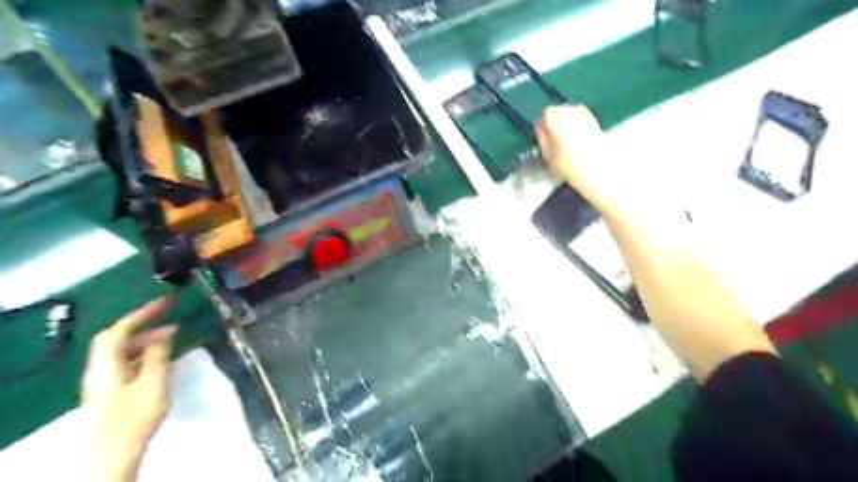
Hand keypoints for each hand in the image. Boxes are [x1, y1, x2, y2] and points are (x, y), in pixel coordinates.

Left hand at [81, 298, 176, 481]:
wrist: (110, 453)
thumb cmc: (134, 415)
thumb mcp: (153, 382)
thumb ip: (158, 355)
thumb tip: (164, 333)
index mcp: (107, 362)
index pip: (121, 328)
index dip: (143, 312)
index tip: (167, 301)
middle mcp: (100, 367)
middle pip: (117, 338)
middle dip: (144, 323)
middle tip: (170, 315)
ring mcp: (104, 380)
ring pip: (123, 350)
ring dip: (146, 339)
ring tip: (173, 335)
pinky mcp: (111, 391)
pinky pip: (127, 361)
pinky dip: (144, 352)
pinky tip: (161, 357)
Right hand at [534, 104, 609, 200]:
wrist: (597, 167)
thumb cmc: (566, 162)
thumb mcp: (546, 154)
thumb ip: (542, 138)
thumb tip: (542, 129)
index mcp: (554, 115)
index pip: (545, 115)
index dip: (545, 127)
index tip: (546, 139)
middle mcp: (570, 108)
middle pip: (559, 112)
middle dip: (557, 123)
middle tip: (556, 142)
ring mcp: (585, 113)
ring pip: (572, 116)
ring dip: (569, 126)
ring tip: (568, 144)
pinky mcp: (597, 121)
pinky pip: (582, 121)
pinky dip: (579, 128)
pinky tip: (579, 143)